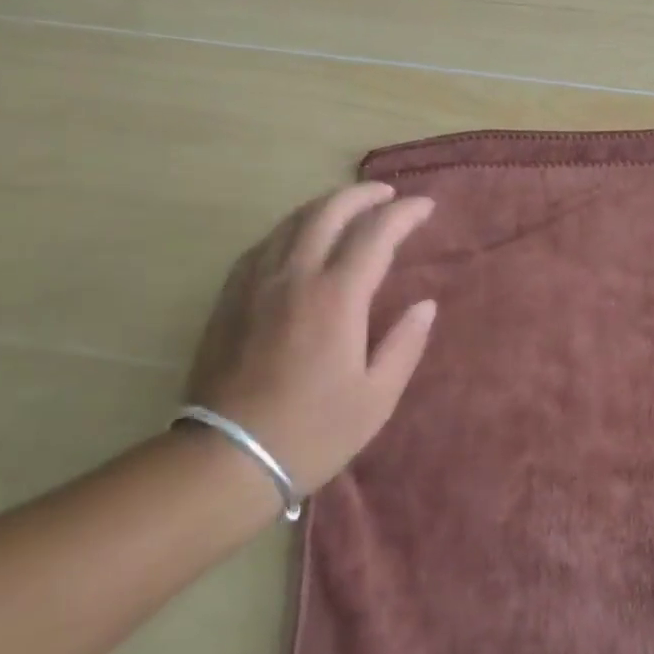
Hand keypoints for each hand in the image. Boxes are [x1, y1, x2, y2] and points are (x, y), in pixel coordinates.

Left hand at [186, 182, 436, 492]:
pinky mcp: (230, 298)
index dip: (404, 213)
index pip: (376, 234)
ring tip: (348, 207)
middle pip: (329, 212)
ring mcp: (256, 284)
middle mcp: (295, 276)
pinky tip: (298, 238)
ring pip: (292, 221)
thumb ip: (405, 343)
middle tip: (387, 194)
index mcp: (336, 297)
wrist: (227, 460)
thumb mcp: (376, 397)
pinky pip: (263, 244)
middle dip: (363, 194)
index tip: (426, 206)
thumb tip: (425, 305)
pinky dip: (291, 229)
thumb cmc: (312, 432)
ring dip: (326, 205)